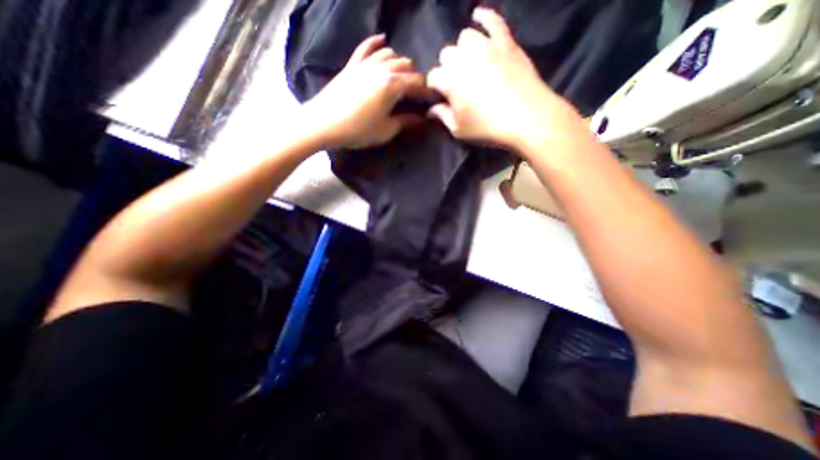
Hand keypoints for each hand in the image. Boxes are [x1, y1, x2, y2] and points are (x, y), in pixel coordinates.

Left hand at [302, 33, 428, 148]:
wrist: (324, 123)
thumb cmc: (358, 130)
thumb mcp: (386, 130)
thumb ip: (405, 122)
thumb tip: (421, 118)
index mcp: (393, 85)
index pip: (417, 82)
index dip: (427, 91)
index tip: (431, 100)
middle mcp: (382, 68)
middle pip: (406, 65)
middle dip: (415, 77)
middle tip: (416, 92)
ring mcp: (366, 64)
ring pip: (390, 54)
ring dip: (400, 62)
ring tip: (403, 75)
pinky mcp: (352, 65)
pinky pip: (366, 47)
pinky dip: (376, 43)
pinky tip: (382, 40)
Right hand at [430, 7, 582, 154]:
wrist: (528, 118)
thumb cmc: (488, 128)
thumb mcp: (459, 130)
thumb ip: (443, 117)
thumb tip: (430, 110)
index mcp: (450, 80)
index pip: (433, 76)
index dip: (435, 87)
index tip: (441, 97)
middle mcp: (464, 58)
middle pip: (447, 54)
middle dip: (448, 68)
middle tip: (457, 84)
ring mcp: (487, 46)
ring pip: (466, 37)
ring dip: (464, 50)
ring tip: (470, 63)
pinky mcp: (506, 42)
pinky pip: (493, 20)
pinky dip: (484, 17)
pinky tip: (478, 17)